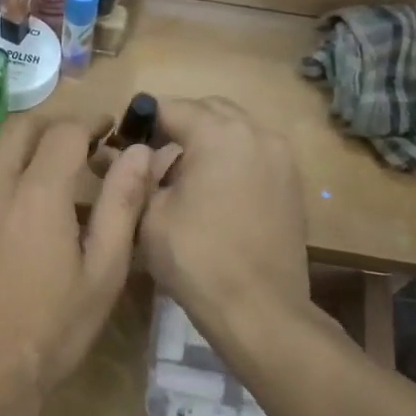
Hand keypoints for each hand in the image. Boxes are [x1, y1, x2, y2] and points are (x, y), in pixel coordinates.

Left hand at [0, 114, 157, 415]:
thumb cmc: (52, 332)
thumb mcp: (103, 273)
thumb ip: (122, 204)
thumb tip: (139, 153)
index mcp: (36, 195)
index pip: (64, 131)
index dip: (91, 123)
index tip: (108, 132)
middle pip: (19, 128)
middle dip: (53, 126)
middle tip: (79, 148)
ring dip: (23, 157)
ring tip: (49, 191)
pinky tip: (12, 226)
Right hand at [136, 98, 309, 341]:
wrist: (259, 308)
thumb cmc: (196, 259)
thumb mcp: (150, 215)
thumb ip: (137, 175)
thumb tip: (123, 154)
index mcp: (219, 134)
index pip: (171, 107)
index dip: (142, 121)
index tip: (123, 143)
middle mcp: (257, 133)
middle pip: (209, 111)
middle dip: (178, 126)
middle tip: (152, 159)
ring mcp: (282, 158)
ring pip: (236, 131)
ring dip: (207, 142)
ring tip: (183, 178)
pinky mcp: (293, 184)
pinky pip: (254, 155)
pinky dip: (231, 161)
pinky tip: (213, 194)